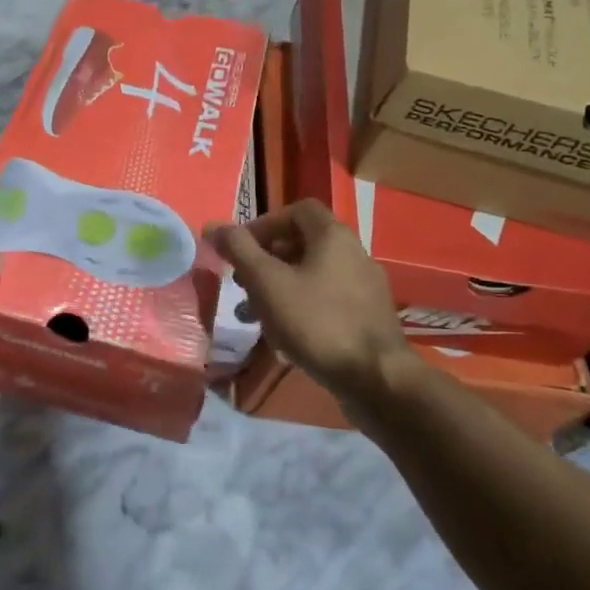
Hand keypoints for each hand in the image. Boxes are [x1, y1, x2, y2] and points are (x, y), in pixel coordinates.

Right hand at [209, 201, 420, 407]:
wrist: (376, 379)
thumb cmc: (316, 322)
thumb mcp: (267, 282)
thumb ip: (239, 250)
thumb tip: (213, 226)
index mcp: (333, 236)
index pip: (297, 210)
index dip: (265, 223)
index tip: (241, 249)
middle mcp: (354, 253)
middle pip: (303, 243)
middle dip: (267, 259)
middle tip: (243, 283)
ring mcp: (365, 287)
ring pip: (313, 274)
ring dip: (280, 287)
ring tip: (254, 314)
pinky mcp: (368, 317)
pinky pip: (327, 300)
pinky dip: (301, 307)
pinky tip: (284, 335)